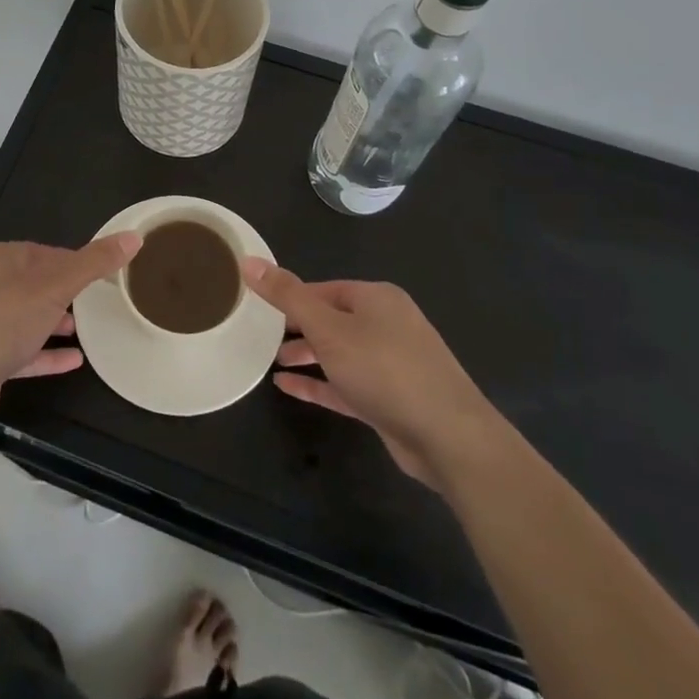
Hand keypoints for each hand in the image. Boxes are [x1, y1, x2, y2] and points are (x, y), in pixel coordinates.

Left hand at [0, 233, 141, 428]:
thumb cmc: (0, 323)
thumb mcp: (53, 288)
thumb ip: (93, 263)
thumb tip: (133, 236)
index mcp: (0, 259)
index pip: (48, 253)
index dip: (78, 263)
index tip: (107, 276)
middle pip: (38, 284)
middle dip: (67, 293)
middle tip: (102, 303)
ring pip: (29, 318)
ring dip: (57, 323)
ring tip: (90, 329)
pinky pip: (23, 351)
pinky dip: (47, 353)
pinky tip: (75, 360)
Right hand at [242, 257, 498, 485]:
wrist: (449, 438)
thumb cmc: (385, 370)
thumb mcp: (328, 329)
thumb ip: (288, 296)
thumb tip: (249, 260)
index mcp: (376, 298)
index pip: (324, 289)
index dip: (292, 297)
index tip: (260, 309)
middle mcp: (386, 324)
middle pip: (332, 319)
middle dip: (298, 328)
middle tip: (261, 337)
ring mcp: (391, 363)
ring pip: (340, 353)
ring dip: (307, 356)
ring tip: (271, 362)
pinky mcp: (390, 399)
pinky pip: (346, 383)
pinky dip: (319, 383)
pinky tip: (288, 388)